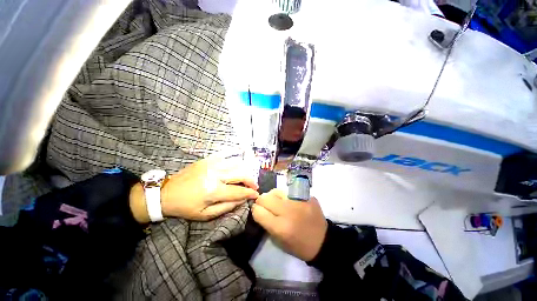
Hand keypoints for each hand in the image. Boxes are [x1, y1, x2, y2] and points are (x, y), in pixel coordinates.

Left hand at [160, 154, 259, 220]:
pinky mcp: (207, 159)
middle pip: (240, 174)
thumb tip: (242, 200)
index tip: (256, 195)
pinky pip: (225, 155)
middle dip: (251, 181)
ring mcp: (211, 165)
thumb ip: (226, 207)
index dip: (249, 193)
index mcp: (213, 191)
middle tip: (254, 186)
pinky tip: (239, 158)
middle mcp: (215, 175)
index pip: (238, 191)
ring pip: (236, 164)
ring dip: (244, 171)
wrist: (166, 193)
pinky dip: (234, 156)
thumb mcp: (205, 215)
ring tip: (246, 177)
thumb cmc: (186, 207)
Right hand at [252, 189, 327, 260]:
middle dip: (261, 201)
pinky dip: (285, 196)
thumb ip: (266, 224)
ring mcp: (299, 201)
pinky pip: (289, 191)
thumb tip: (258, 209)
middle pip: (265, 198)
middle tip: (265, 206)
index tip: (257, 211)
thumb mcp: (279, 241)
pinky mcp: (307, 196)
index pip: (258, 211)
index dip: (255, 210)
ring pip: (276, 191)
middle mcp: (288, 211)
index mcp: (281, 227)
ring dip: (273, 197)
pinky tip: (289, 201)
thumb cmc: (299, 246)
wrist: (323, 241)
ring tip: (277, 202)